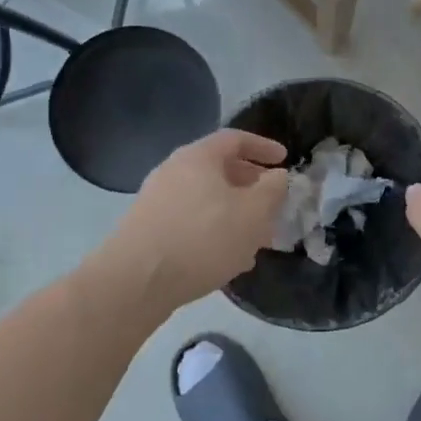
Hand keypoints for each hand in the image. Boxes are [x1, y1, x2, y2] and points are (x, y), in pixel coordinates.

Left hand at [93, 130, 289, 311]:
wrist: (136, 282)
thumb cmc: (203, 238)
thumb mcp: (253, 213)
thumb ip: (273, 190)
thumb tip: (277, 176)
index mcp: (198, 157)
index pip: (236, 139)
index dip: (263, 147)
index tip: (285, 160)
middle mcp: (174, 171)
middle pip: (220, 170)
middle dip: (252, 187)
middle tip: (274, 205)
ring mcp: (157, 201)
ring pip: (207, 200)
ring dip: (235, 214)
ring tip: (257, 240)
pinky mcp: (148, 229)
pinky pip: (191, 221)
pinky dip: (215, 231)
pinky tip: (228, 260)